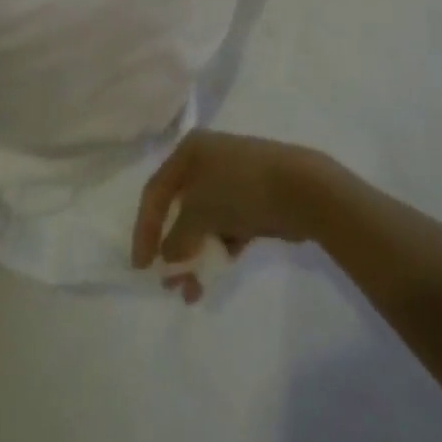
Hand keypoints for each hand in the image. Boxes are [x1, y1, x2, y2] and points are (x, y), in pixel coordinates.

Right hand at [132, 130, 337, 301]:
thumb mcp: (198, 212)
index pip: (155, 192)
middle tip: (170, 283)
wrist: (300, 188)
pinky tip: (218, 272)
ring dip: (195, 256)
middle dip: (173, 249)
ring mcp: (232, 180)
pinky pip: (226, 227)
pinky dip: (219, 250)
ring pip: (203, 222)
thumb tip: (170, 258)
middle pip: (179, 209)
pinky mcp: (252, 200)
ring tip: (194, 290)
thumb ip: (177, 238)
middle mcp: (207, 160)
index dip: (144, 229)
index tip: (141, 266)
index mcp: (189, 151)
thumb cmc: (239, 189)